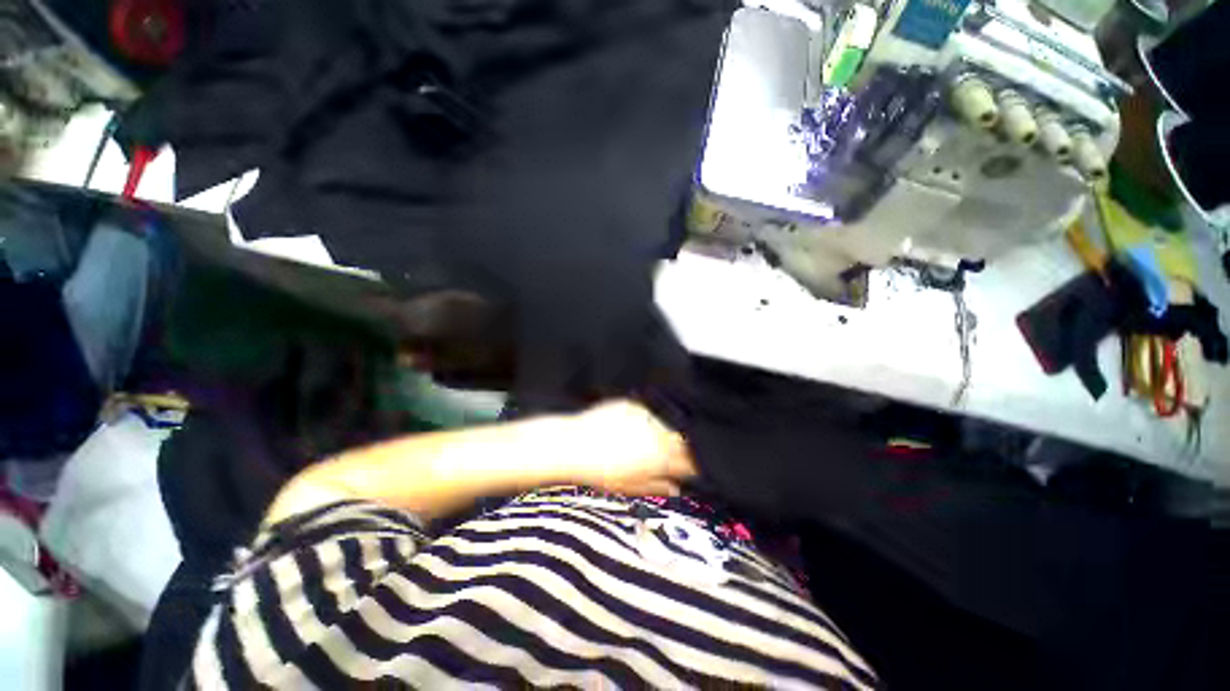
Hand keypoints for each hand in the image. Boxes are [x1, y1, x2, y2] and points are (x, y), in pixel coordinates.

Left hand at [565, 401, 696, 496]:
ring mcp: (645, 417)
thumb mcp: (630, 486)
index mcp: (660, 458)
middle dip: (680, 449)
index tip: (690, 469)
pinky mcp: (633, 406)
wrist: (572, 446)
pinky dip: (645, 423)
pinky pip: (647, 414)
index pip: (690, 461)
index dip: (692, 466)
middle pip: (682, 441)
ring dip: (662, 435)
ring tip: (643, 443)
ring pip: (665, 426)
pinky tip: (630, 431)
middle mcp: (657, 434)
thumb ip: (657, 486)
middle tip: (667, 456)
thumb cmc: (599, 472)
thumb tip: (677, 489)